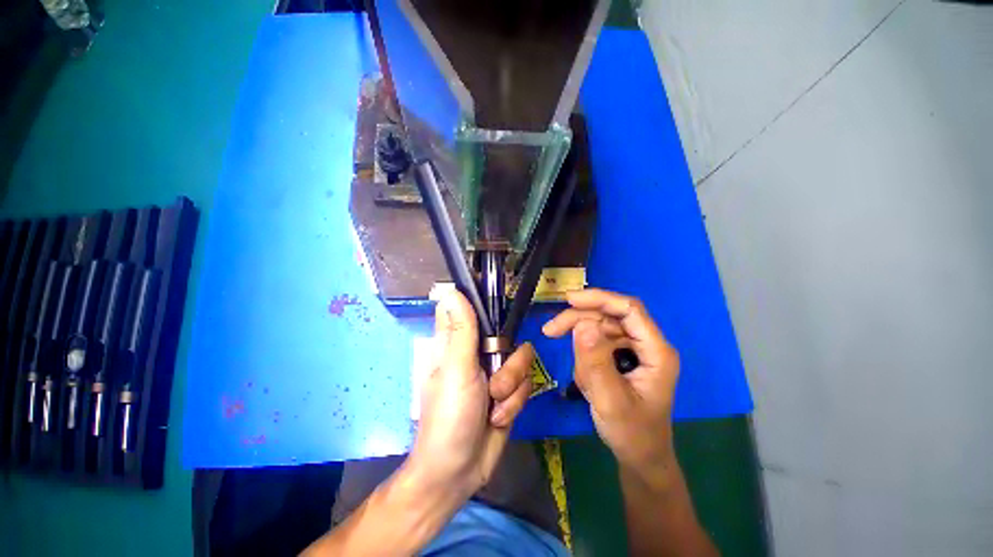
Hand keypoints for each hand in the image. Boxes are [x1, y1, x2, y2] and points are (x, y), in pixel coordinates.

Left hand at [408, 290, 533, 495]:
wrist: (460, 471)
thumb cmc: (449, 416)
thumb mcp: (456, 369)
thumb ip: (461, 330)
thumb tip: (450, 290)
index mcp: (458, 343)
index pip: (471, 309)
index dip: (484, 303)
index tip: (499, 306)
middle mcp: (478, 353)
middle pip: (508, 335)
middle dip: (509, 363)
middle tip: (494, 383)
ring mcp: (496, 372)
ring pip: (522, 360)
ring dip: (511, 388)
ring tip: (494, 407)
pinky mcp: (510, 392)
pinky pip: (526, 384)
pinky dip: (514, 404)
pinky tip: (499, 418)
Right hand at [543, 289, 679, 474]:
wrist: (638, 457)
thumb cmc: (632, 434)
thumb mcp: (610, 401)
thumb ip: (595, 363)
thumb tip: (581, 324)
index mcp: (656, 351)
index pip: (629, 309)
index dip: (599, 299)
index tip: (568, 300)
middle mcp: (645, 343)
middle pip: (609, 315)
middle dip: (578, 320)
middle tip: (550, 331)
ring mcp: (632, 349)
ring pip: (599, 328)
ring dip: (580, 346)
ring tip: (581, 379)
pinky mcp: (620, 355)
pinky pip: (595, 343)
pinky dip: (583, 357)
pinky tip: (585, 380)